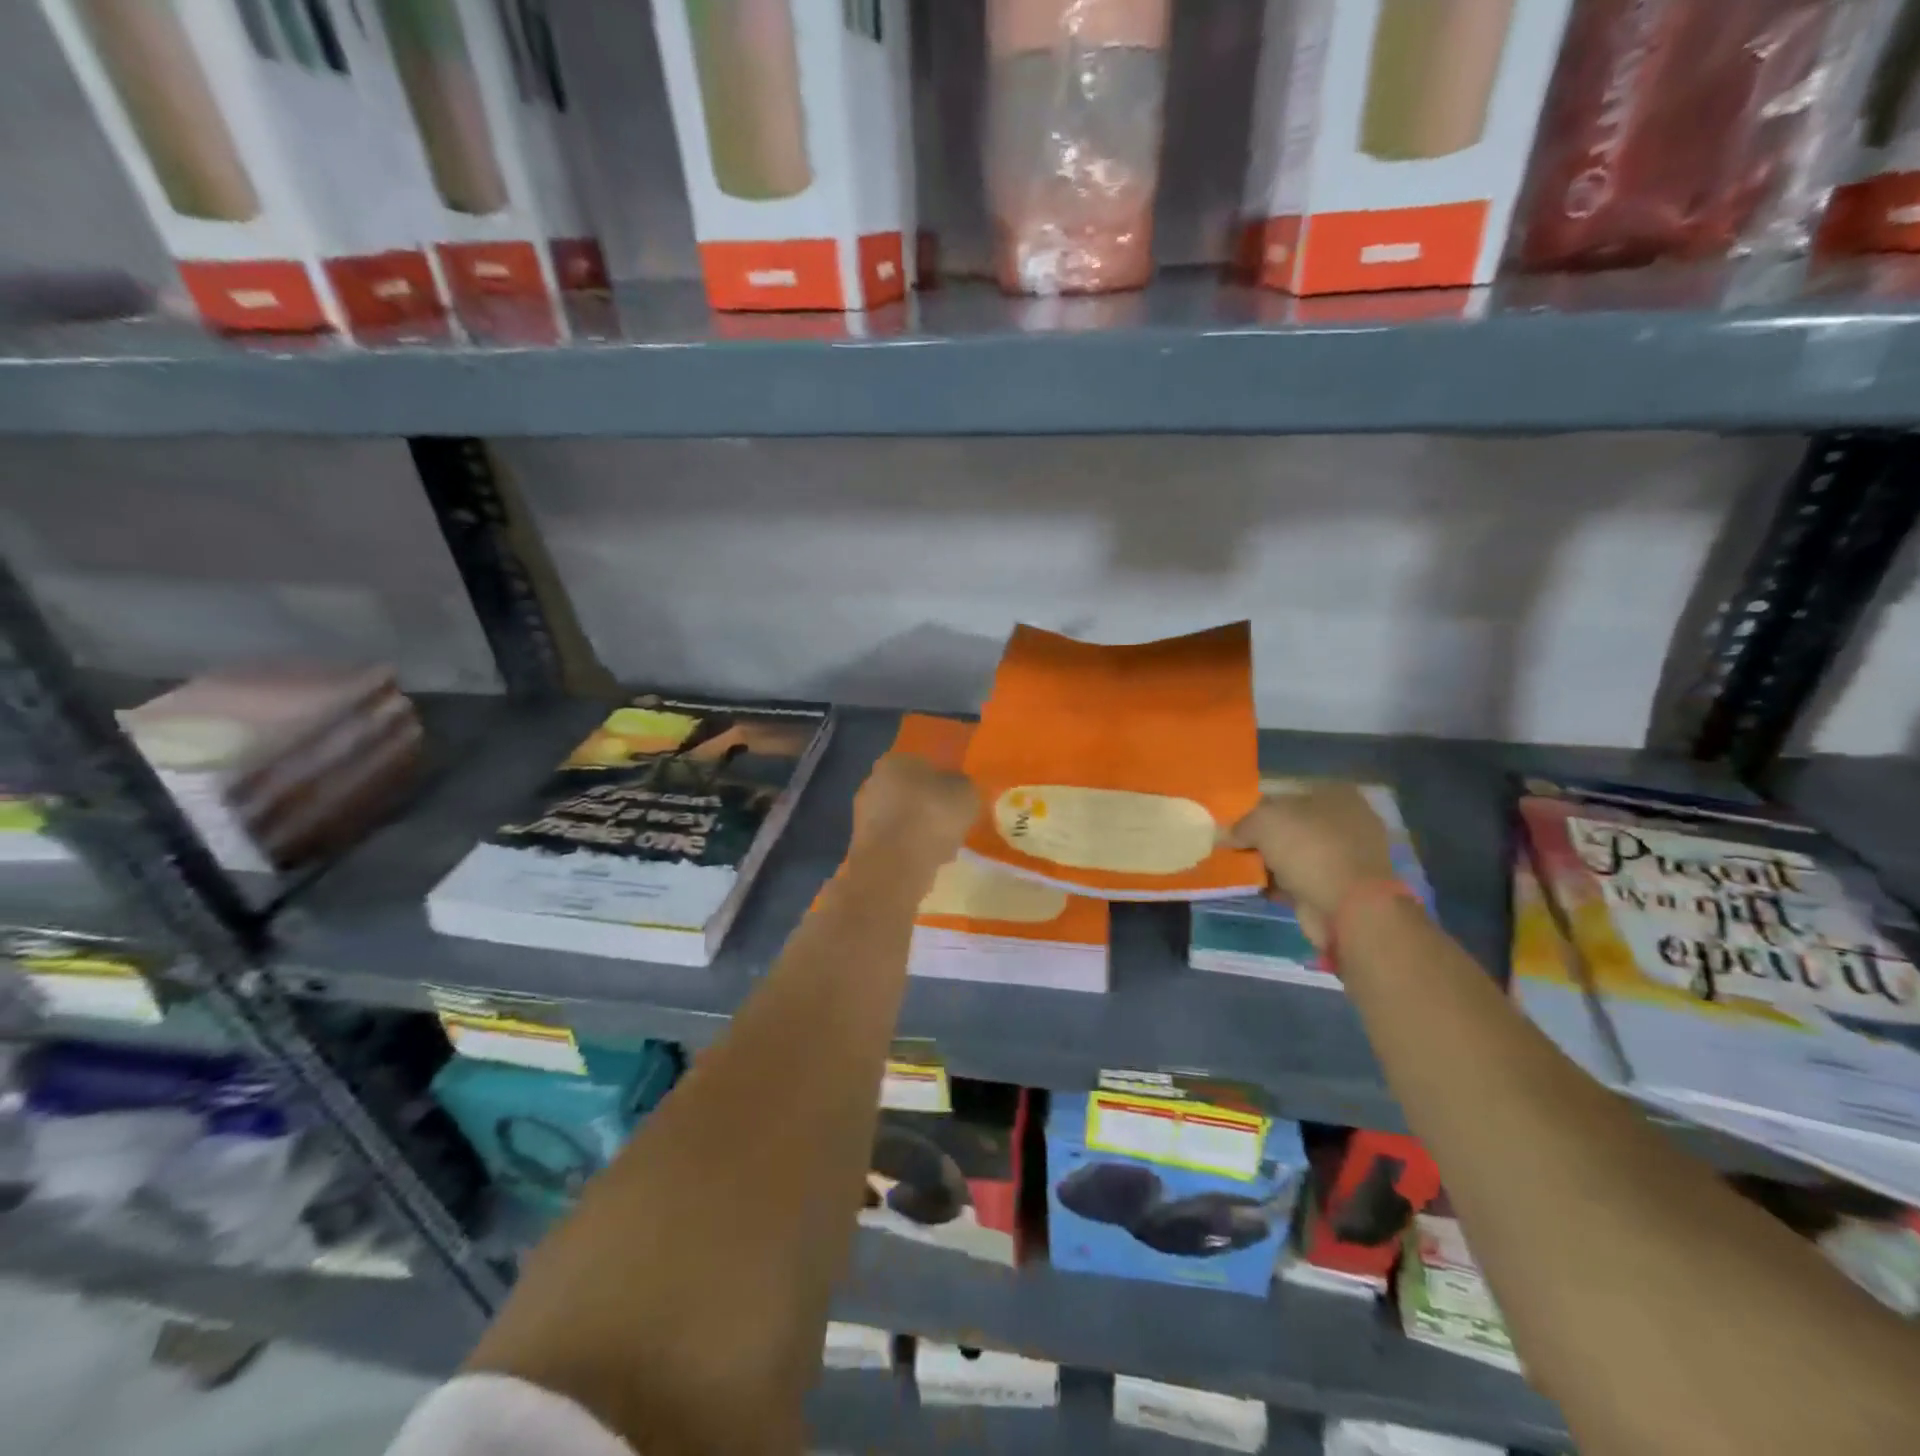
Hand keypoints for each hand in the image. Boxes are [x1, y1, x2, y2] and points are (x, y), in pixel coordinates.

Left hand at [848, 752, 978, 883]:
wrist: (894, 866)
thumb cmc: (931, 818)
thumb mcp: (966, 794)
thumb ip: (963, 786)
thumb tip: (957, 788)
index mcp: (895, 761)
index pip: (924, 765)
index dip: (944, 782)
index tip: (958, 801)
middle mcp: (873, 782)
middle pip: (911, 793)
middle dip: (930, 807)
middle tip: (952, 825)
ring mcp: (863, 814)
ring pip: (902, 819)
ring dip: (920, 830)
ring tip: (943, 847)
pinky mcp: (862, 844)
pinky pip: (895, 842)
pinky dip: (909, 849)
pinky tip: (926, 862)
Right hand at [1227, 786, 1397, 947]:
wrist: (1350, 907)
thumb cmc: (1309, 849)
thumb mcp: (1263, 823)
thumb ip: (1241, 824)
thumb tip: (1224, 834)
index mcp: (1336, 794)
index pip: (1288, 794)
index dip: (1259, 807)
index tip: (1235, 822)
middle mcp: (1347, 821)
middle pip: (1292, 825)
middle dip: (1264, 838)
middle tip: (1235, 846)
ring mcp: (1349, 857)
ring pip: (1297, 854)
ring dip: (1271, 863)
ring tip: (1240, 869)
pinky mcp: (1343, 888)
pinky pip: (1302, 880)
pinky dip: (1282, 885)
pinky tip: (1258, 889)